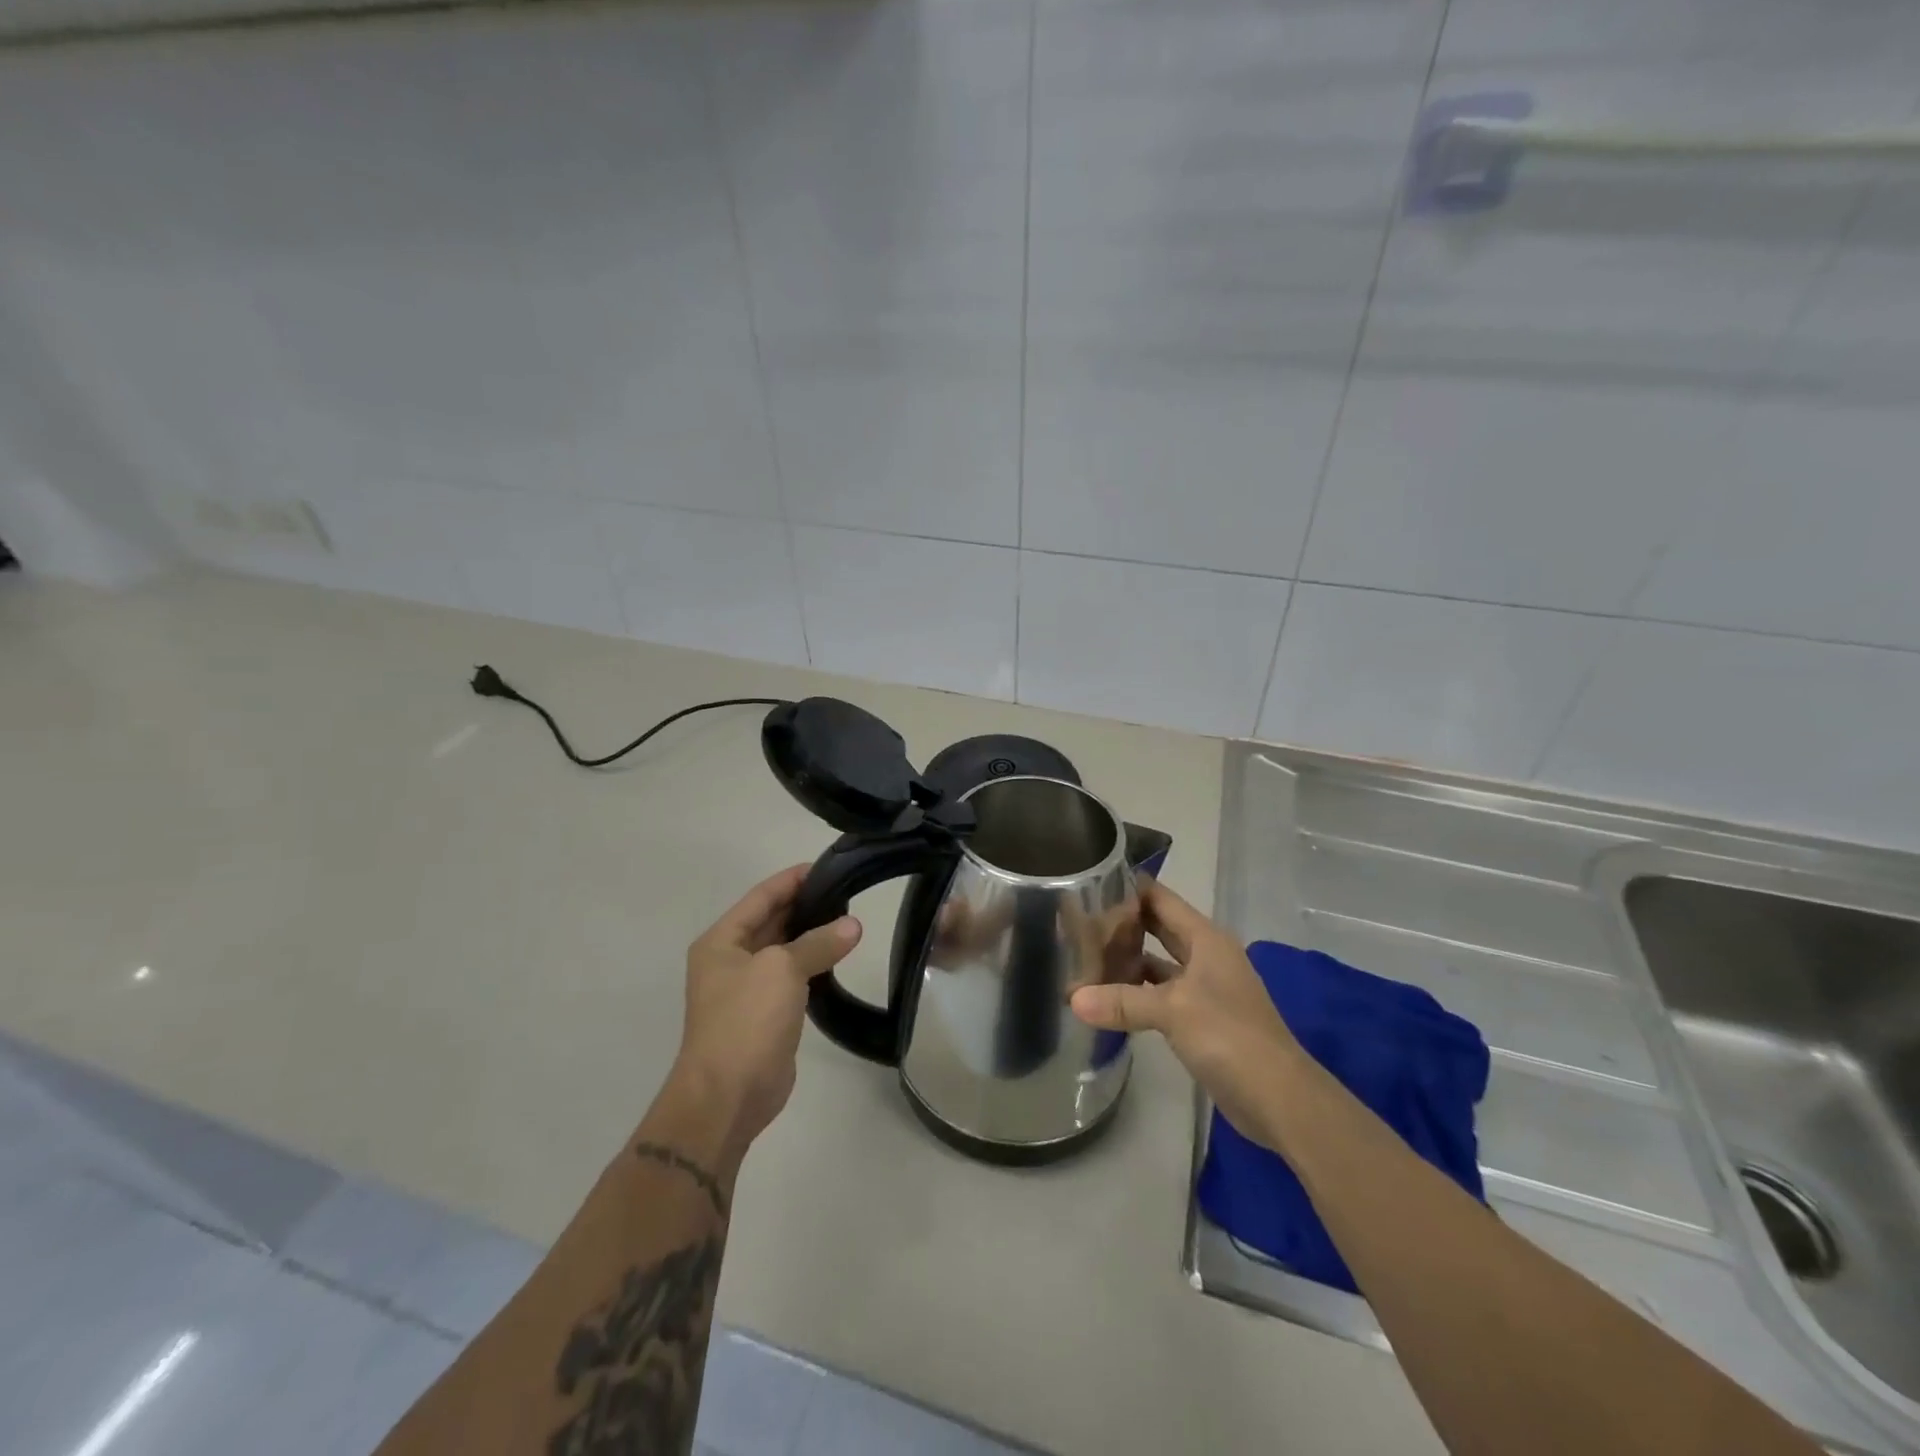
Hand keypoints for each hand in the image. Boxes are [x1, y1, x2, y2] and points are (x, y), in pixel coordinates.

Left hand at [674, 865, 861, 1146]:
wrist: (728, 1095)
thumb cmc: (746, 1020)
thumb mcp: (782, 970)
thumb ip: (818, 943)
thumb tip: (853, 926)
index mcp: (721, 941)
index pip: (760, 897)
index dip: (791, 880)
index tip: (826, 866)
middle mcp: (729, 960)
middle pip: (770, 921)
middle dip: (804, 905)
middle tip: (846, 891)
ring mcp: (746, 989)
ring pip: (783, 950)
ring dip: (811, 935)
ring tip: (849, 919)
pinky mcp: (765, 1015)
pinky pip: (791, 978)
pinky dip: (812, 964)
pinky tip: (838, 956)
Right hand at [1069, 879, 1305, 1149]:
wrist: (1279, 1097)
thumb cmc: (1229, 1036)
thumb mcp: (1172, 1011)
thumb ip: (1122, 1001)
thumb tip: (1073, 999)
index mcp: (1205, 939)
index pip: (1161, 899)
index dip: (1129, 888)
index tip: (1089, 883)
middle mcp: (1206, 956)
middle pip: (1159, 928)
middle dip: (1124, 923)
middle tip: (1080, 918)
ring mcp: (1205, 988)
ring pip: (1159, 963)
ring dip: (1129, 959)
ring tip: (1085, 954)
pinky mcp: (1201, 1019)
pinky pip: (1161, 994)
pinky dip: (1137, 992)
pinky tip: (1108, 996)